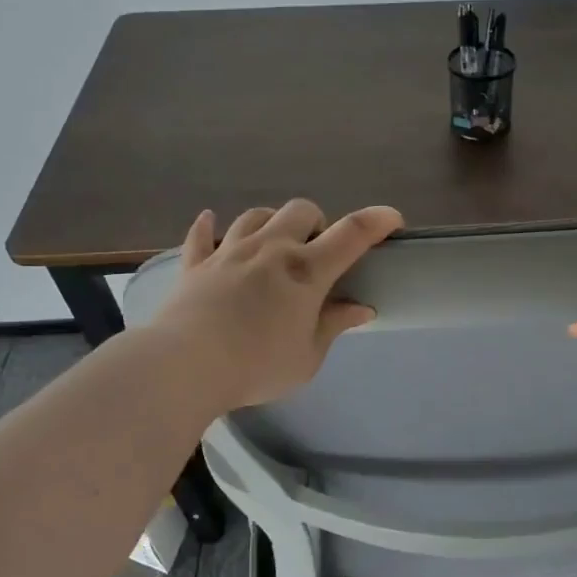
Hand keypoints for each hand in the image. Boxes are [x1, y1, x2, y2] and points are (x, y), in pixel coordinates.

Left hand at [146, 198, 403, 409]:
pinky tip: (210, 221)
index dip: (376, 220)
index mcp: (306, 271)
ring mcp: (229, 252)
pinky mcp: (196, 264)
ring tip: (274, 242)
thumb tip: (362, 308)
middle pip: (300, 210)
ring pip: (256, 215)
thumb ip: (334, 325)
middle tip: (316, 251)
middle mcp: (270, 249)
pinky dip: (208, 227)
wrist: (185, 366)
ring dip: (272, 222)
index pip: (351, 234)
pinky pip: (202, 235)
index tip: (392, 218)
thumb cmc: (257, 366)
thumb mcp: (307, 357)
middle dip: (317, 222)